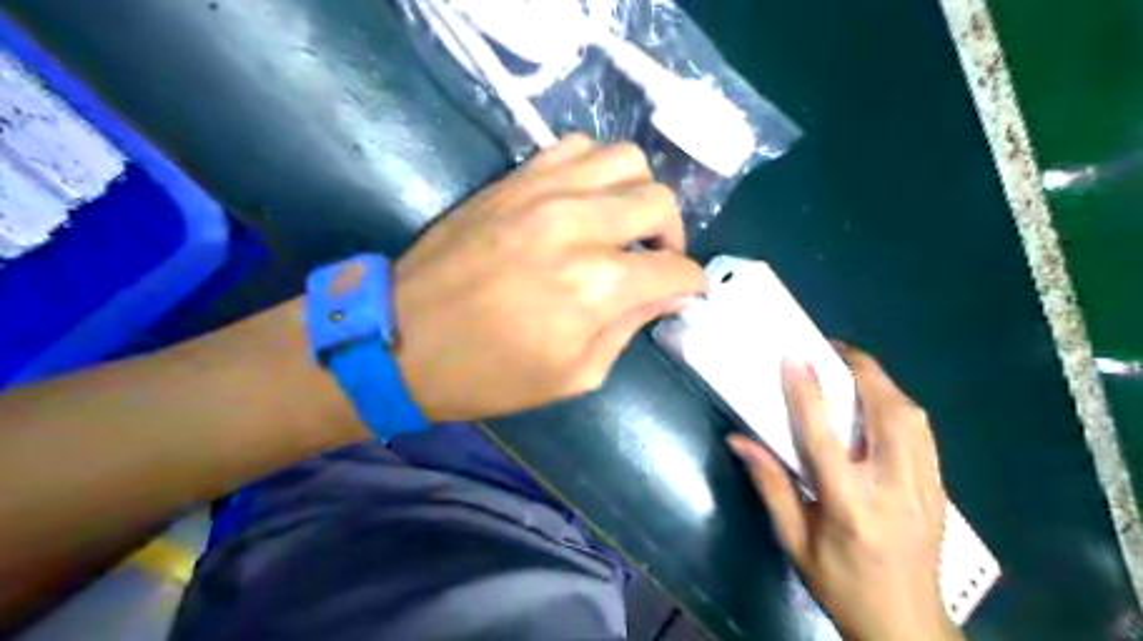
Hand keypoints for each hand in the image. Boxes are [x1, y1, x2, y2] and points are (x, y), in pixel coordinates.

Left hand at [393, 135, 707, 419]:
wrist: (402, 340)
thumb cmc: (489, 374)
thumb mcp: (575, 374)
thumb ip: (628, 328)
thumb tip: (664, 293)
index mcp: (598, 286)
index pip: (675, 269)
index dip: (689, 283)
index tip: (684, 290)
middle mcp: (579, 225)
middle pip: (658, 201)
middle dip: (671, 235)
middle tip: (655, 259)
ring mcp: (543, 192)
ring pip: (624, 160)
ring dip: (636, 194)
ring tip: (622, 224)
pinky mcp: (514, 179)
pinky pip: (575, 147)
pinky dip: (595, 170)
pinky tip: (585, 201)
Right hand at [728, 351, 956, 639]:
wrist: (907, 626)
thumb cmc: (840, 584)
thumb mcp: (794, 541)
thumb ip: (770, 486)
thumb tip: (738, 441)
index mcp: (849, 506)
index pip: (825, 438)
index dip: (808, 392)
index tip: (795, 356)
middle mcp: (894, 490)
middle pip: (886, 413)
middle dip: (862, 371)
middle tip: (832, 350)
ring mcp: (925, 488)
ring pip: (912, 417)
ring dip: (882, 384)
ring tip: (853, 369)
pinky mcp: (939, 489)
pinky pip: (923, 433)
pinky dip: (900, 406)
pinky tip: (880, 404)